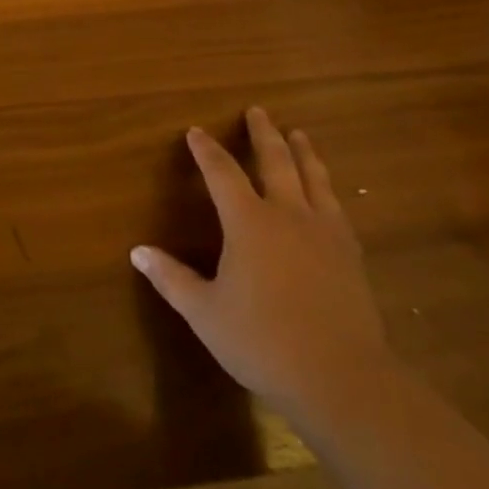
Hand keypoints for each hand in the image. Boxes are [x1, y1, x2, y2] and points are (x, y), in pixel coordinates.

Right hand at [131, 108, 391, 420]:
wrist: (341, 378)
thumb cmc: (262, 341)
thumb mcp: (204, 311)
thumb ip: (171, 278)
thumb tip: (137, 252)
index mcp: (249, 222)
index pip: (222, 173)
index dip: (206, 151)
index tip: (196, 131)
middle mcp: (288, 215)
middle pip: (276, 161)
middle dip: (263, 134)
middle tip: (258, 111)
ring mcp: (325, 233)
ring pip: (314, 178)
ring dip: (303, 153)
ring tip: (299, 135)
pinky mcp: (350, 255)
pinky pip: (336, 208)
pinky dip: (327, 189)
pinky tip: (328, 194)